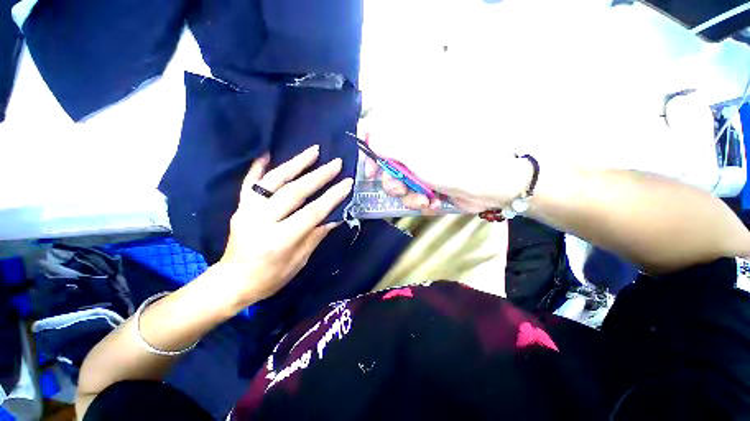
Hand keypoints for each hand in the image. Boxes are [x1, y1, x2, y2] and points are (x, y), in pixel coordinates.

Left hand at [217, 145, 353, 307]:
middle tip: (335, 163)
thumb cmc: (270, 277)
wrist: (232, 281)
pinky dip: (258, 166)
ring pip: (273, 181)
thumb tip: (335, 217)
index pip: (312, 213)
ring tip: (313, 150)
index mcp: (280, 240)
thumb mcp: (299, 261)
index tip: (347, 183)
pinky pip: (249, 183)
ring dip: (295, 164)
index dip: (332, 197)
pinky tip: (268, 153)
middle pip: (294, 192)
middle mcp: (262, 221)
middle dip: (319, 176)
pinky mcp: (240, 207)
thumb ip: (315, 235)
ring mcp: (248, 210)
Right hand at [364, 140, 533, 213]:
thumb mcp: (416, 155)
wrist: (488, 188)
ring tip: (425, 201)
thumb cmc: (453, 166)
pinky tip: (434, 204)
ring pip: (400, 185)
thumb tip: (368, 135)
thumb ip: (388, 144)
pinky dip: (421, 202)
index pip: (381, 136)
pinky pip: (414, 195)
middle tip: (401, 190)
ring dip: (409, 197)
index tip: (371, 171)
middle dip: (392, 183)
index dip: (371, 153)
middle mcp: (414, 150)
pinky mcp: (429, 185)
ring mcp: (422, 169)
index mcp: (411, 135)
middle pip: (387, 167)